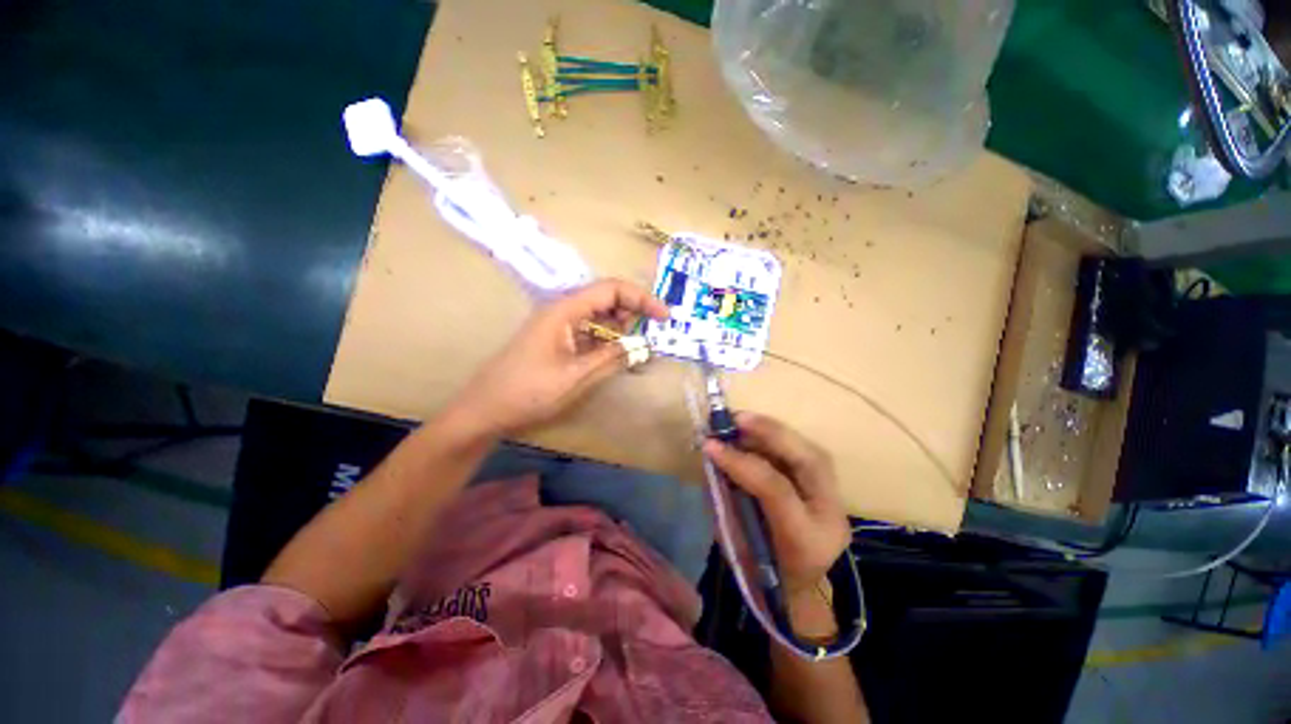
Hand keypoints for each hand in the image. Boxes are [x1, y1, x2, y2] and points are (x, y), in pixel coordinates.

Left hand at [449, 279, 668, 435]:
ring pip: (598, 315)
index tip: (664, 316)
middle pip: (605, 298)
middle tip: (651, 334)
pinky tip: (615, 355)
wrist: (485, 409)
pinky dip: (606, 340)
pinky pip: (588, 332)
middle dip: (632, 312)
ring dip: (620, 327)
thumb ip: (612, 358)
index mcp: (565, 310)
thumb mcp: (576, 376)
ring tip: (635, 347)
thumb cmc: (528, 391)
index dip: (641, 299)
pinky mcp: (556, 340)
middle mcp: (562, 310)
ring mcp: (558, 325)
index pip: (611, 289)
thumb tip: (643, 346)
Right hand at [703, 413, 849, 595]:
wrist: (798, 591)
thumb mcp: (734, 542)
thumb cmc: (758, 574)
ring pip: (812, 452)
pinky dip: (781, 439)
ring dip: (775, 431)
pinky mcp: (831, 490)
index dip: (741, 462)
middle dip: (770, 432)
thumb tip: (712, 457)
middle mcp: (829, 518)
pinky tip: (758, 432)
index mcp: (805, 542)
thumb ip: (725, 498)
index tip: (710, 445)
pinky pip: (807, 454)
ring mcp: (836, 502)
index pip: (777, 490)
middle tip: (735, 418)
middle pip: (809, 462)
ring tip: (742, 421)